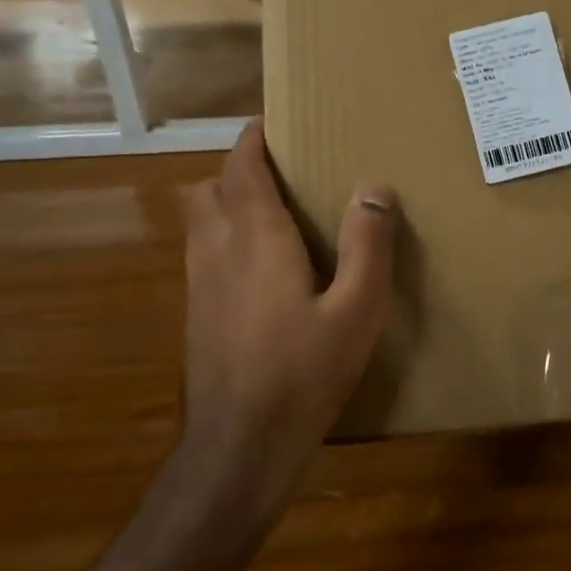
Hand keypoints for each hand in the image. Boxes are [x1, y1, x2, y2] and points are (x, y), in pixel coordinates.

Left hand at [180, 119, 395, 509]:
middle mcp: (217, 248)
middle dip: (240, 168)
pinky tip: (260, 266)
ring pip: (200, 219)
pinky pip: (203, 251)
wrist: (240, 446)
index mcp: (256, 237)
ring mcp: (199, 283)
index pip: (242, 167)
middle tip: (283, 170)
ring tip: (272, 210)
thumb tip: (374, 187)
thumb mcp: (357, 310)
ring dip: (227, 200)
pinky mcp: (196, 312)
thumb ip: (368, 245)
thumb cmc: (304, 372)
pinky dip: (223, 235)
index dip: (255, 140)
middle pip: (212, 186)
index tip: (276, 124)